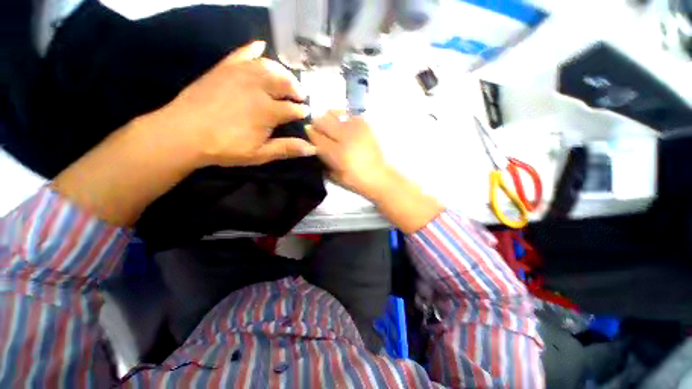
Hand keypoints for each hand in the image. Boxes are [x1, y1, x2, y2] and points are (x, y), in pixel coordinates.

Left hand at [151, 40, 315, 167]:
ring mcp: (240, 74)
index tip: (306, 112)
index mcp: (268, 111)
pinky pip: (241, 54)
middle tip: (300, 94)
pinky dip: (253, 49)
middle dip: (295, 88)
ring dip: (282, 71)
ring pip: (268, 66)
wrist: (183, 133)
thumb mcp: (260, 154)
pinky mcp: (224, 68)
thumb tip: (312, 149)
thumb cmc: (225, 147)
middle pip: (284, 83)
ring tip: (287, 78)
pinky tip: (261, 47)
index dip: (301, 111)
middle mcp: (258, 88)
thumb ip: (287, 149)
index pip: (292, 109)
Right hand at [306, 111, 389, 197]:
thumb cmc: (354, 180)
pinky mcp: (365, 126)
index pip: (316, 136)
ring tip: (331, 126)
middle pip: (323, 121)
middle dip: (317, 123)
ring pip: (335, 114)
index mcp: (335, 153)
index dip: (310, 132)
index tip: (308, 132)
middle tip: (319, 128)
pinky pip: (350, 115)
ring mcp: (356, 129)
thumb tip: (315, 146)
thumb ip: (323, 160)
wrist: (377, 176)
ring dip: (329, 118)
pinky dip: (344, 118)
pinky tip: (345, 126)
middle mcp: (344, 137)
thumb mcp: (334, 175)